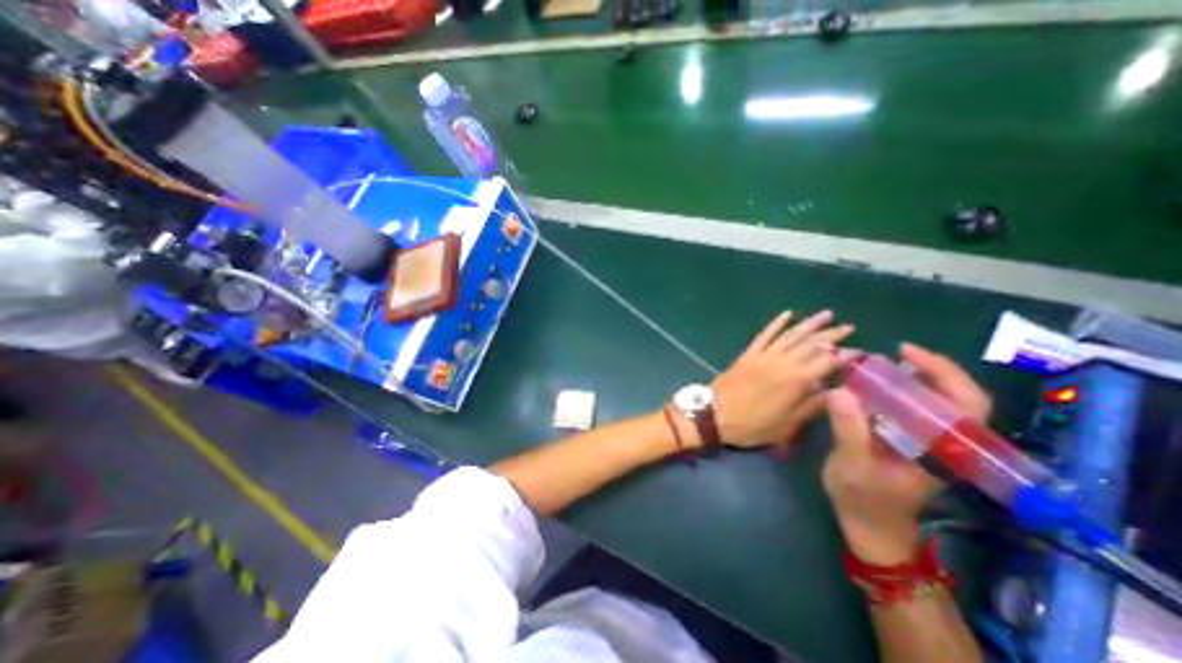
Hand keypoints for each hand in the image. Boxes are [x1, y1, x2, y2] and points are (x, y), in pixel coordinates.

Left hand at [711, 310, 850, 446]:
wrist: (714, 413)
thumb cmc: (751, 424)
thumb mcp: (787, 425)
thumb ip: (811, 406)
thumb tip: (834, 391)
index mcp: (796, 381)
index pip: (827, 362)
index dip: (845, 356)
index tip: (859, 351)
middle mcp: (782, 362)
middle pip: (811, 344)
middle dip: (832, 335)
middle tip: (849, 327)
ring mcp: (764, 355)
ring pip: (790, 335)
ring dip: (809, 324)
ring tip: (826, 314)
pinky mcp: (749, 353)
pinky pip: (765, 334)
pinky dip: (776, 323)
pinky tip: (787, 314)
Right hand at [824, 342, 990, 564]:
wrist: (870, 526)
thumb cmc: (864, 499)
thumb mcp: (852, 466)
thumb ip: (849, 430)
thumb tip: (839, 391)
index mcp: (942, 451)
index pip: (967, 406)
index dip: (944, 373)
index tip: (907, 352)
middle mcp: (943, 443)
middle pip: (953, 397)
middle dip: (925, 369)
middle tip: (890, 353)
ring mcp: (926, 441)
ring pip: (932, 401)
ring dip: (908, 377)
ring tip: (874, 365)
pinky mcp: (908, 441)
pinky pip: (909, 408)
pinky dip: (892, 391)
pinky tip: (867, 385)